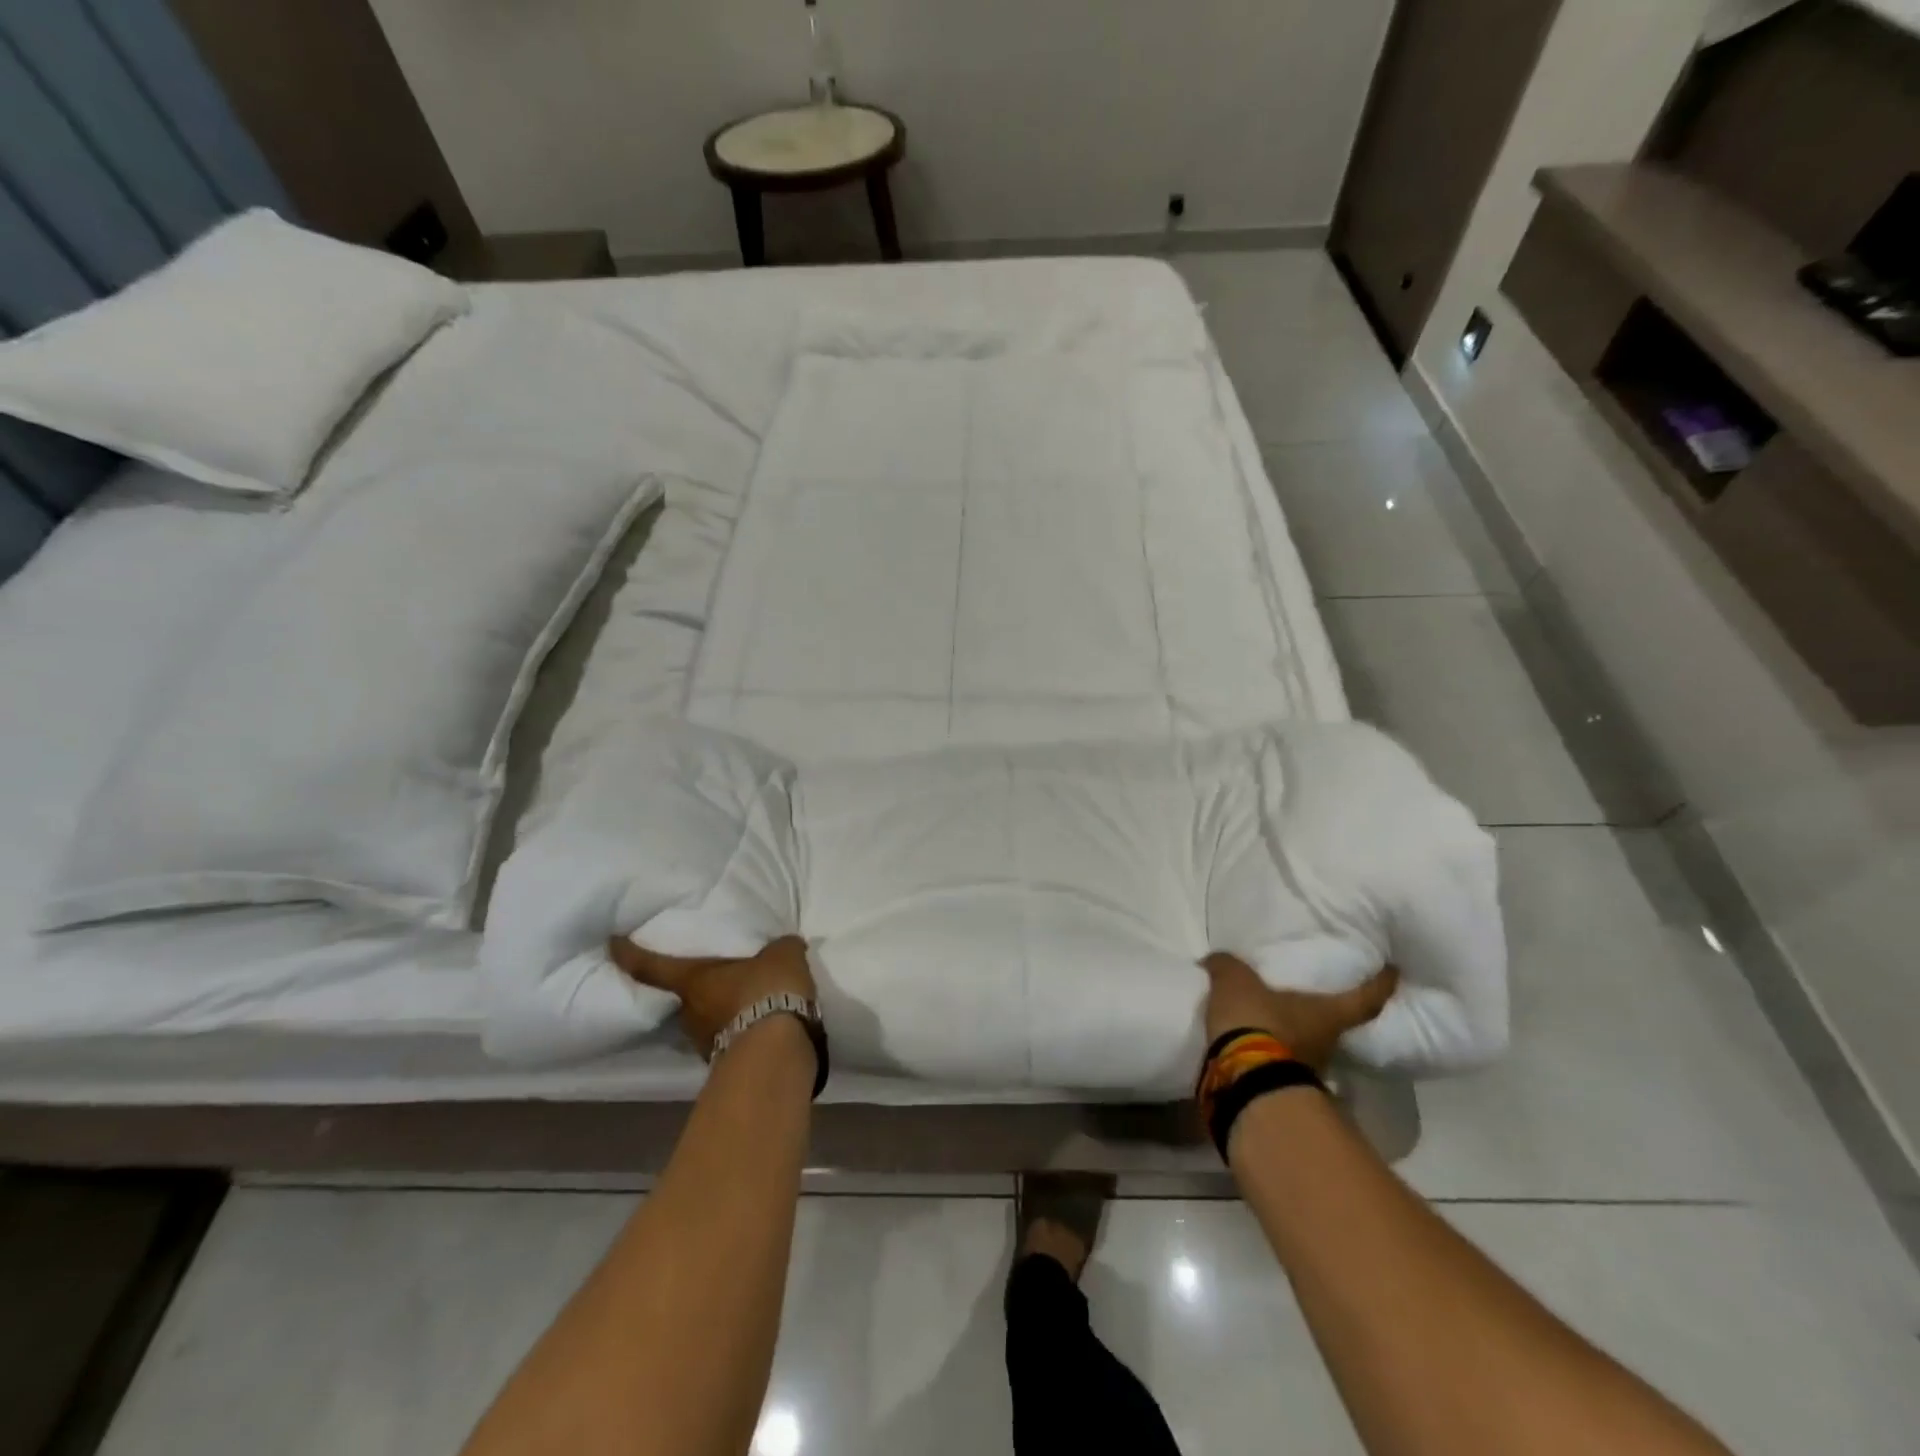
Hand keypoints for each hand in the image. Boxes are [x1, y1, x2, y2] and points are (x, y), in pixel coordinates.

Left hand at [608, 935, 816, 1058]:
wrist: (777, 1053)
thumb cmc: (767, 991)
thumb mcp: (783, 955)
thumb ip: (780, 948)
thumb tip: (786, 944)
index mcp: (693, 980)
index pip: (651, 966)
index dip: (629, 953)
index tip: (613, 943)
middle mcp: (689, 1013)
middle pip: (683, 995)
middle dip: (697, 986)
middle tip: (717, 973)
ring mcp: (705, 1043)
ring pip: (706, 1019)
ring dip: (722, 1010)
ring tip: (748, 999)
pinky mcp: (726, 1063)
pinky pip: (730, 1037)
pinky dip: (743, 1029)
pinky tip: (765, 1022)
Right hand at [1202, 952, 1397, 1073]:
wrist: (1243, 1083)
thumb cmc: (1256, 1022)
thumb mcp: (1235, 982)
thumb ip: (1227, 966)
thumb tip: (1218, 960)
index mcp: (1327, 1014)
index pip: (1365, 999)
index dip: (1381, 984)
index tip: (1393, 972)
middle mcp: (1328, 1044)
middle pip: (1336, 1024)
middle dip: (1326, 1011)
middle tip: (1312, 993)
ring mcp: (1308, 1070)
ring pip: (1308, 1045)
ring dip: (1295, 1033)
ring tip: (1272, 1016)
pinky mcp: (1282, 1086)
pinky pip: (1280, 1060)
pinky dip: (1270, 1050)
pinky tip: (1251, 1040)